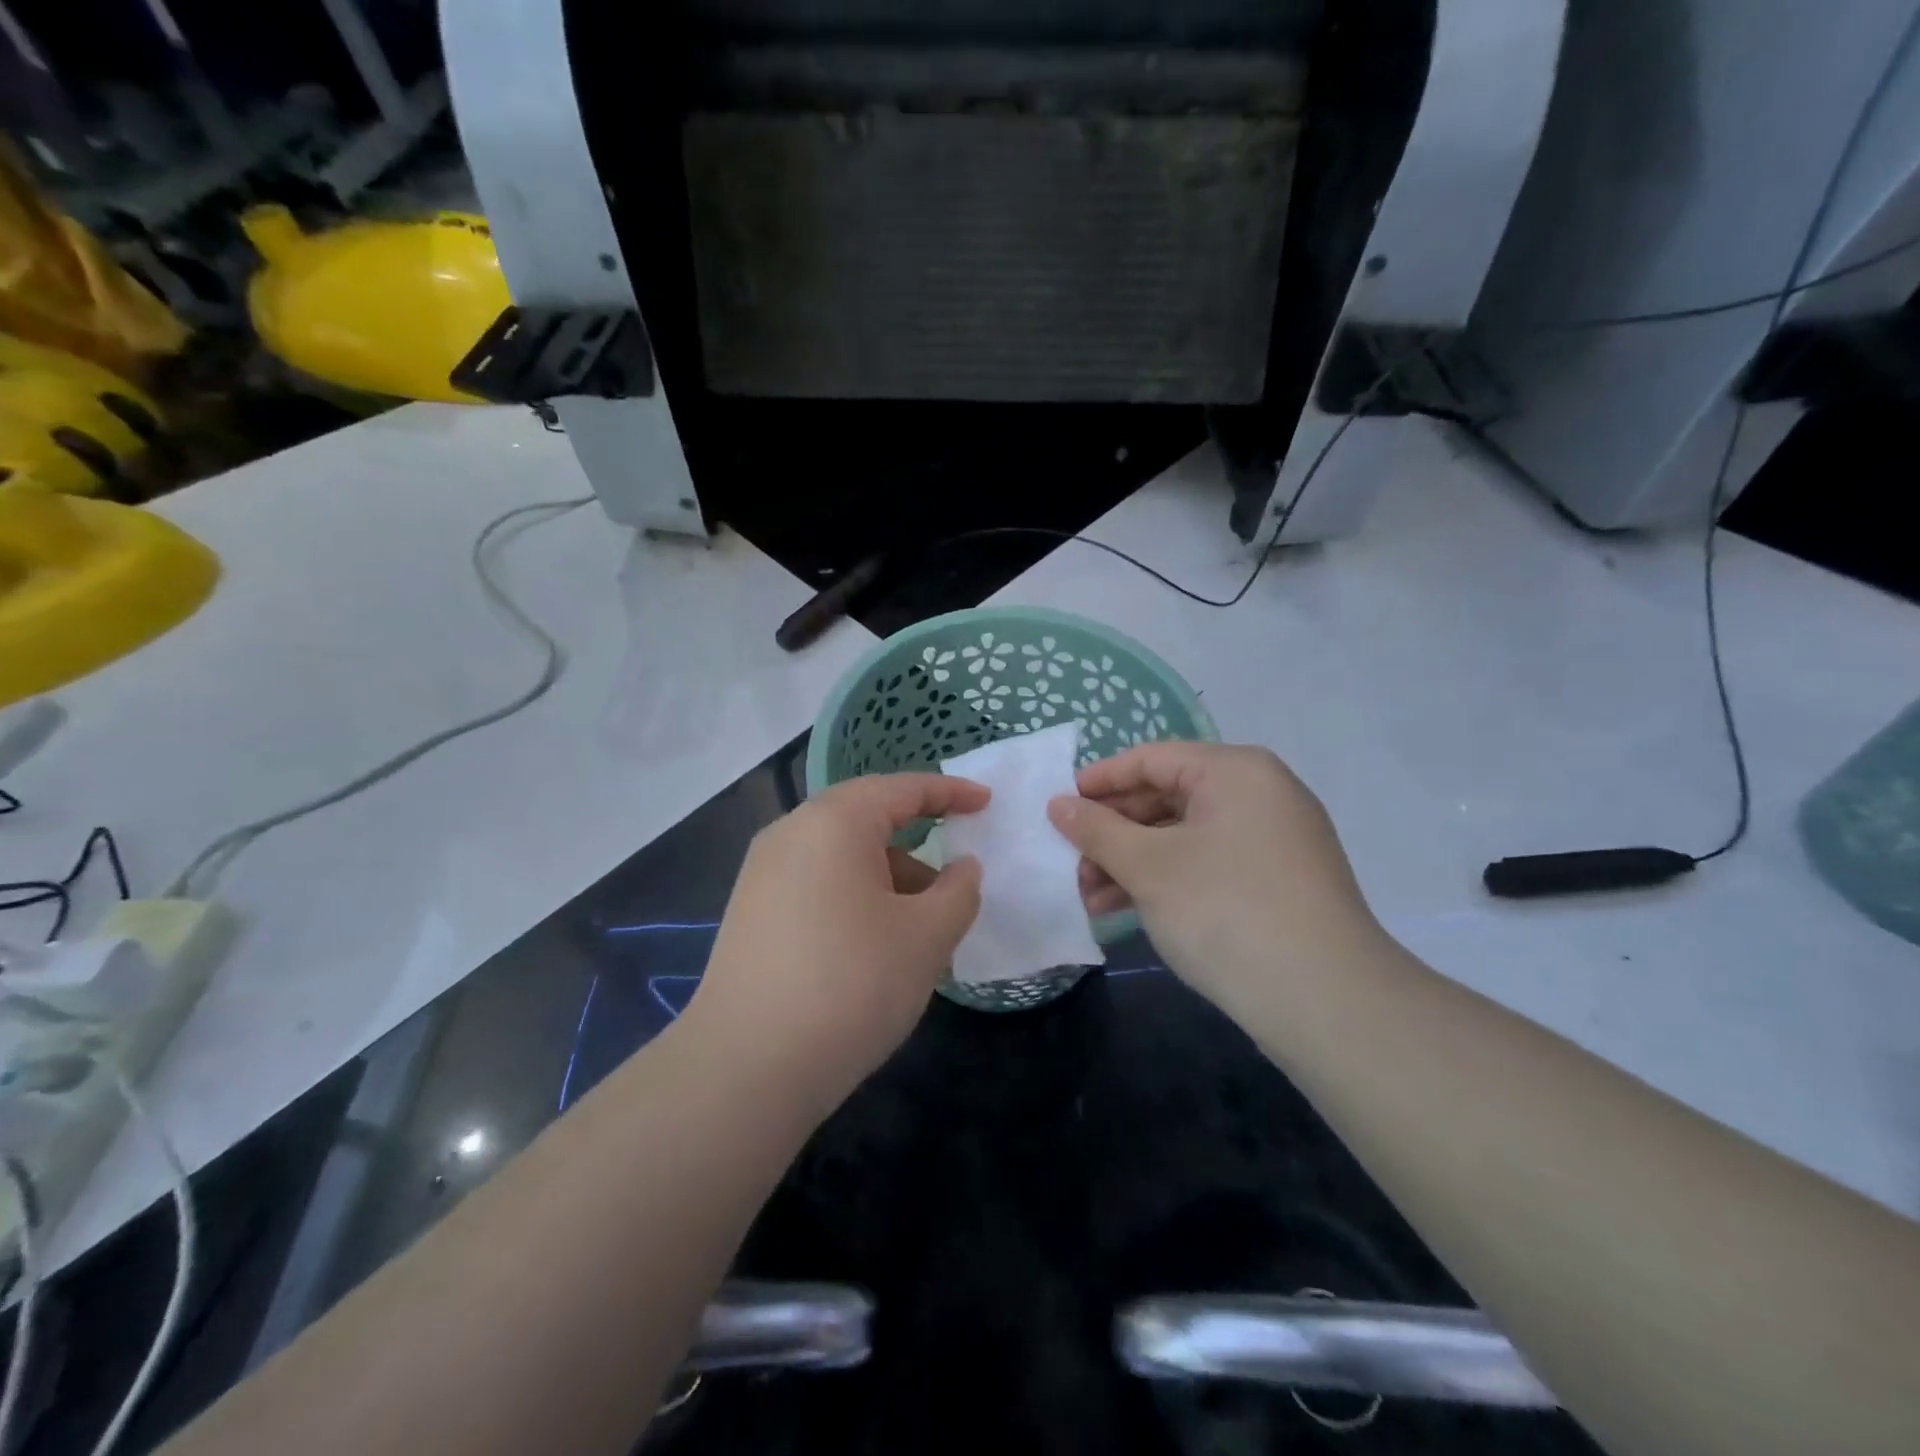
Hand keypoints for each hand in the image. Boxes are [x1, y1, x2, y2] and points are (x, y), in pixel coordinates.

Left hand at [687, 773, 986, 1110]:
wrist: (745, 1069)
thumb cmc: (850, 984)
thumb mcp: (926, 937)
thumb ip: (958, 891)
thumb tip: (962, 868)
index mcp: (833, 822)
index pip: (901, 789)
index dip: (949, 793)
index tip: (986, 803)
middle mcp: (791, 834)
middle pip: (866, 819)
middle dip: (918, 843)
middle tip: (955, 876)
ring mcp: (762, 874)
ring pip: (841, 857)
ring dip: (888, 879)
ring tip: (921, 930)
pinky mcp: (750, 913)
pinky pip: (817, 885)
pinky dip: (856, 898)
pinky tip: (875, 947)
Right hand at [1047, 742, 1384, 1012]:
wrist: (1326, 1002)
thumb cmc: (1226, 911)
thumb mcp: (1149, 867)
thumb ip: (1098, 830)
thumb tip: (1059, 804)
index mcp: (1234, 771)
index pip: (1151, 759)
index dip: (1099, 781)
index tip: (1057, 807)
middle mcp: (1259, 793)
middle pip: (1167, 797)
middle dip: (1112, 831)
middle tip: (1070, 860)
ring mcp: (1272, 839)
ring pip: (1184, 836)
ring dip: (1131, 861)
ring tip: (1087, 895)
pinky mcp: (1277, 881)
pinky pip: (1207, 863)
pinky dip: (1166, 879)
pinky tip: (1124, 910)